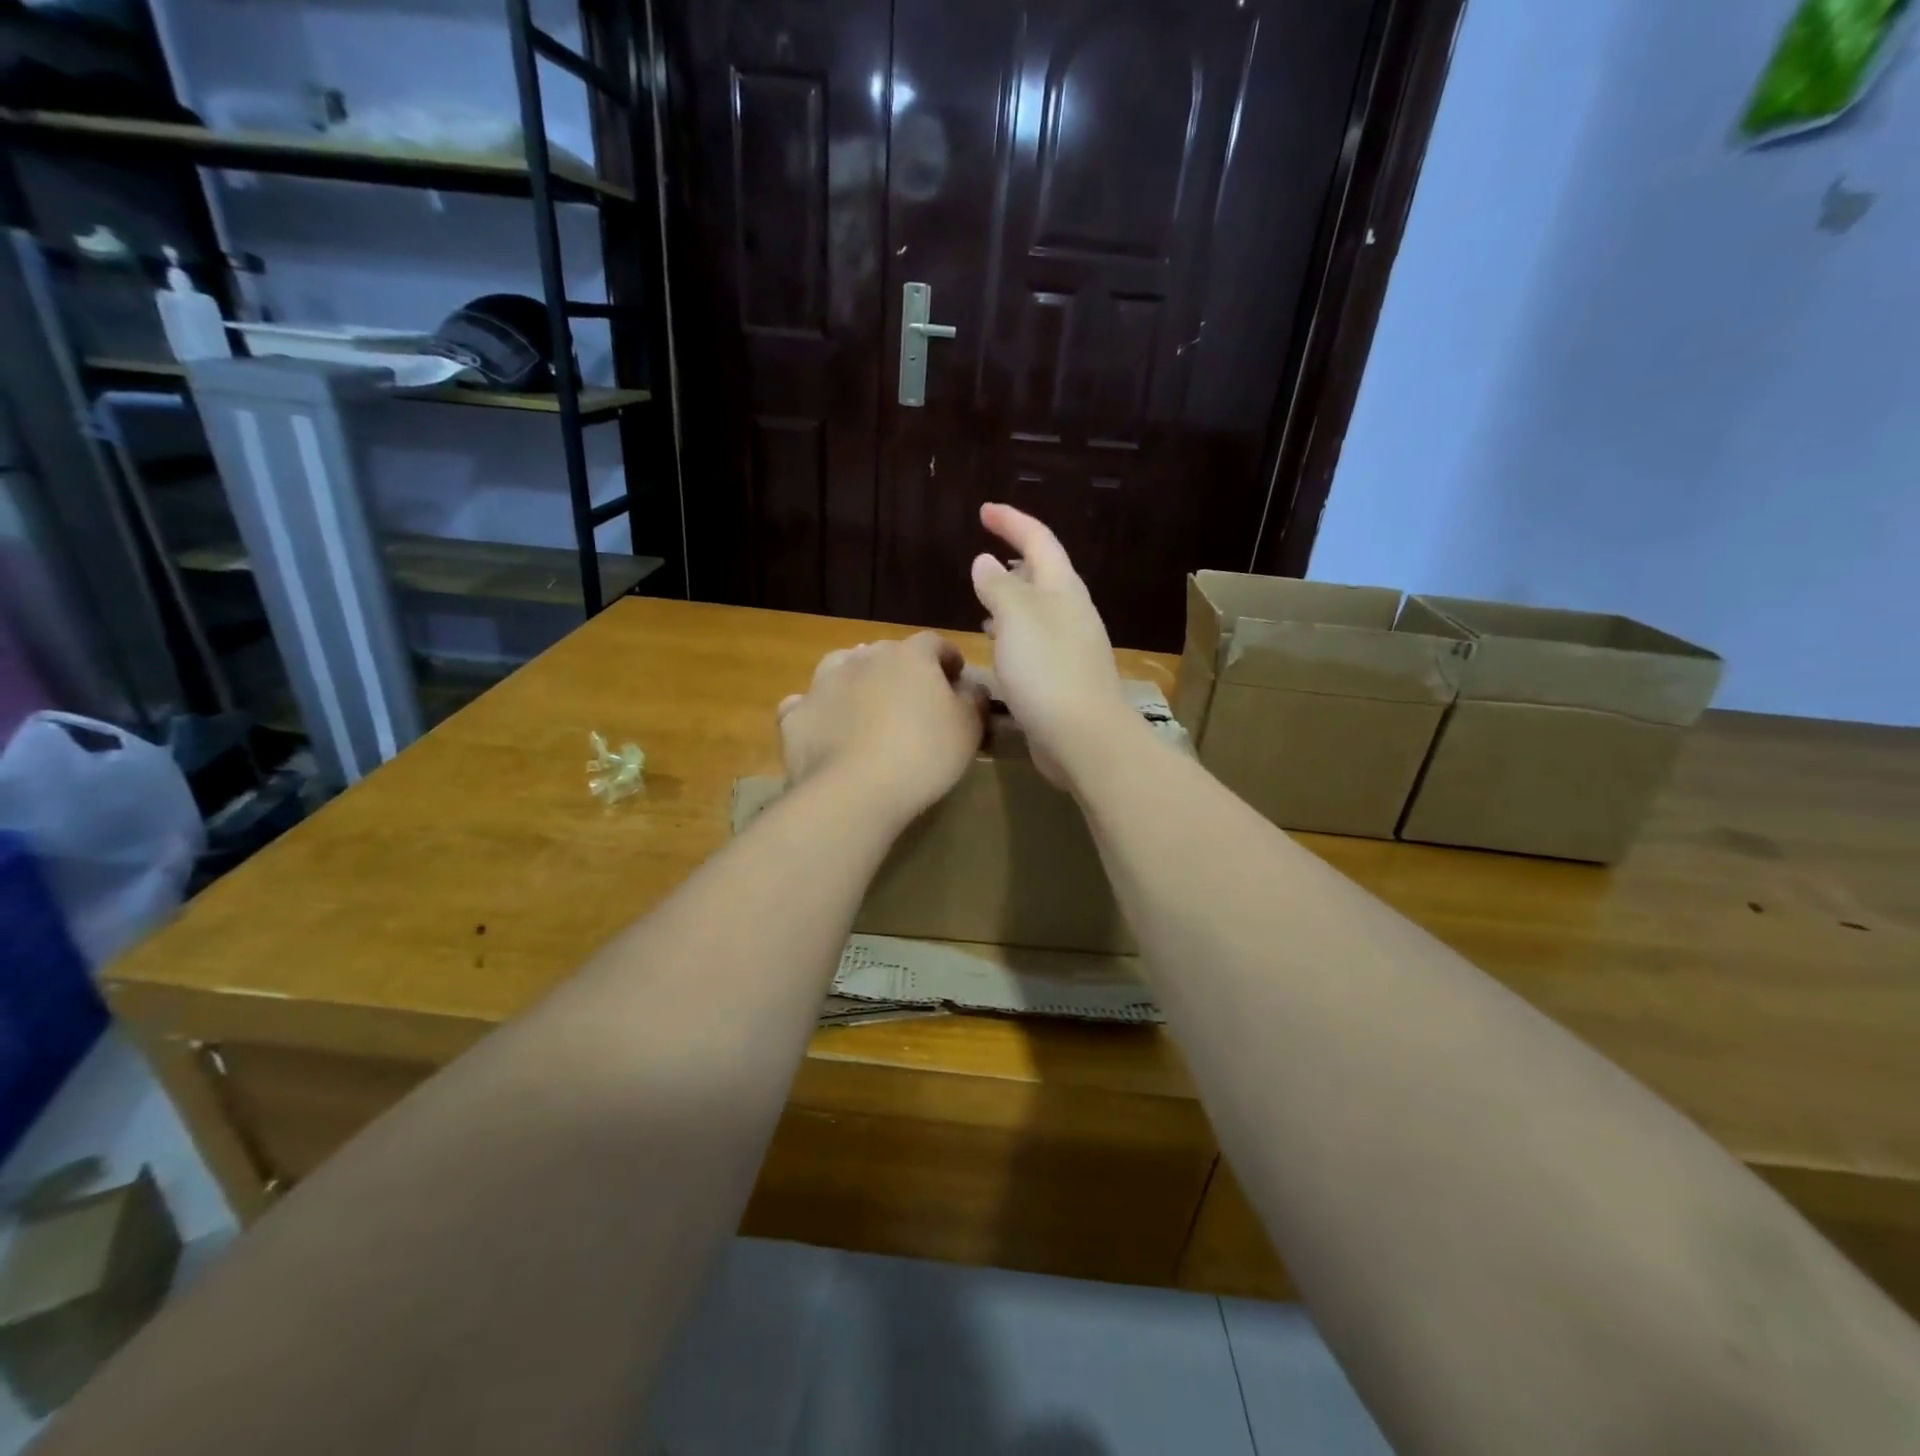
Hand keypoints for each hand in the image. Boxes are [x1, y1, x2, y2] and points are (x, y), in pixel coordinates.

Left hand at [777, 632, 988, 821]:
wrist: (854, 791)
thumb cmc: (923, 754)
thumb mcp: (968, 728)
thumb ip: (973, 700)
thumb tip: (970, 687)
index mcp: (909, 656)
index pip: (934, 643)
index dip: (947, 657)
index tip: (956, 676)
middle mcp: (863, 658)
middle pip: (886, 652)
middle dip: (901, 669)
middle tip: (913, 698)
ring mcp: (823, 684)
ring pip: (841, 667)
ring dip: (856, 679)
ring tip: (866, 704)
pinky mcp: (796, 715)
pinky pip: (807, 704)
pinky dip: (818, 710)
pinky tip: (825, 727)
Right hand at [970, 502, 1133, 785]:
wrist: (1083, 736)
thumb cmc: (1047, 670)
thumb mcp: (1016, 618)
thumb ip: (998, 587)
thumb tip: (985, 562)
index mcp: (1063, 589)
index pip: (1038, 541)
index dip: (1012, 522)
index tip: (984, 511)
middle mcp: (1072, 612)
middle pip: (1044, 573)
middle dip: (1014, 560)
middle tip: (983, 557)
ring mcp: (1071, 646)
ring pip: (1039, 609)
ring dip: (1013, 598)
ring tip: (984, 600)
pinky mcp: (1064, 676)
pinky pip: (1036, 641)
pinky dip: (1014, 633)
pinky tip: (1000, 647)